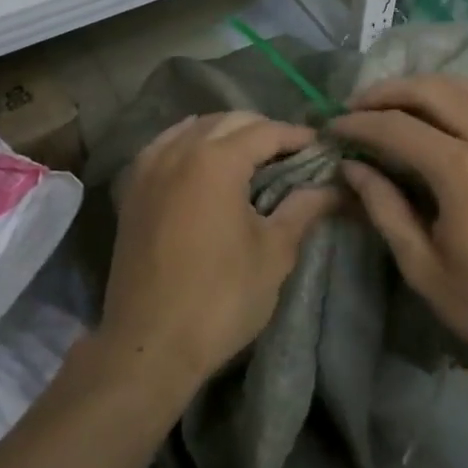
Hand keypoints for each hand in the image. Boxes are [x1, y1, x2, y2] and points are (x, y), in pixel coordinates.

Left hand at [101, 112, 335, 392]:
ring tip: (251, 157)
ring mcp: (149, 168)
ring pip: (193, 128)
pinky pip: (163, 147)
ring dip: (225, 133)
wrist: (148, 345)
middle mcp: (179, 151)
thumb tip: (335, 188)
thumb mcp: (274, 253)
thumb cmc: (220, 299)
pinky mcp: (132, 190)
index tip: (322, 147)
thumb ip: (303, 209)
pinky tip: (202, 161)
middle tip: (292, 154)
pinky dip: (188, 143)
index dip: (297, 136)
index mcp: (216, 161)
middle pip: (229, 122)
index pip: (265, 131)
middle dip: (263, 130)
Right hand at [333, 75, 467, 384]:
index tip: (332, 128)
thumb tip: (353, 168)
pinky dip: (460, 98)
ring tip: (399, 105)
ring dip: (427, 87)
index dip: (358, 123)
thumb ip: (385, 210)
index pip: (396, 126)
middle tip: (359, 106)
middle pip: (433, 89)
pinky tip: (446, 122)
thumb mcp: (427, 270)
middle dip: (388, 91)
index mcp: (462, 169)